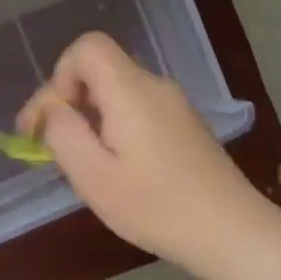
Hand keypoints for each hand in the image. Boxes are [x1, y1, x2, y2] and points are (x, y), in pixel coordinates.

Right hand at [17, 32, 261, 268]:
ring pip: (116, 90)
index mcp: (130, 90)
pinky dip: (112, 125)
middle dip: (67, 100)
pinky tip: (114, 165)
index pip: (86, 47)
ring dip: (88, 116)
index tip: (49, 121)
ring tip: (80, 160)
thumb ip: (63, 133)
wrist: (231, 232)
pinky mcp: (184, 124)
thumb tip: (52, 109)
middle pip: (99, 68)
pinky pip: (136, 107)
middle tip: (50, 146)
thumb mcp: (93, 176)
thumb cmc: (156, 206)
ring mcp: (174, 104)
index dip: (58, 77)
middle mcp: (154, 86)